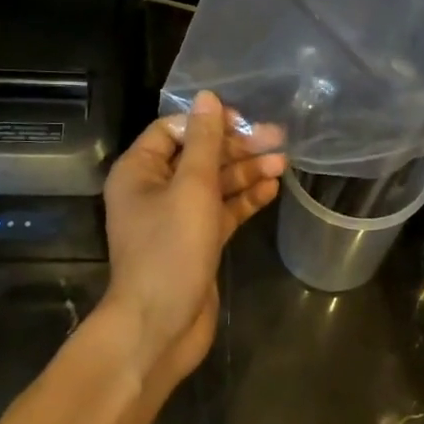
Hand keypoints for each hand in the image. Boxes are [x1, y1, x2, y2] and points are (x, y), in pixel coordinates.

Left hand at [100, 91, 285, 387]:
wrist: (160, 326)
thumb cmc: (170, 249)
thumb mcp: (191, 187)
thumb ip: (204, 141)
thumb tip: (208, 97)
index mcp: (139, 171)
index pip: (173, 130)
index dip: (208, 123)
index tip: (244, 122)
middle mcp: (154, 190)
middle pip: (199, 156)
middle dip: (237, 148)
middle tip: (278, 139)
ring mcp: (176, 218)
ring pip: (214, 184)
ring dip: (246, 172)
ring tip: (283, 163)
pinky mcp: (196, 242)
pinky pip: (221, 211)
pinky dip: (244, 199)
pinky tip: (272, 188)